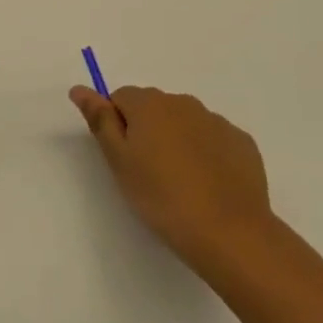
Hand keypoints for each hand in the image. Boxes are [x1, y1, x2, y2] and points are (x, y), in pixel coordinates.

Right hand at [70, 85, 275, 273]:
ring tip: (180, 184)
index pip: (120, 98)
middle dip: (148, 131)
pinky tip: (208, 186)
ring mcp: (216, 121)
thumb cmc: (162, 198)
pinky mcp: (242, 143)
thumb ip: (100, 120)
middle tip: (148, 174)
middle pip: (154, 108)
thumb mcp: (120, 162)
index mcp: (149, 104)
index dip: (117, 126)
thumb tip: (79, 88)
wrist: (230, 233)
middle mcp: (183, 102)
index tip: (124, 159)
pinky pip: (214, 140)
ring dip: (177, 141)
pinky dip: (207, 154)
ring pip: (185, 123)